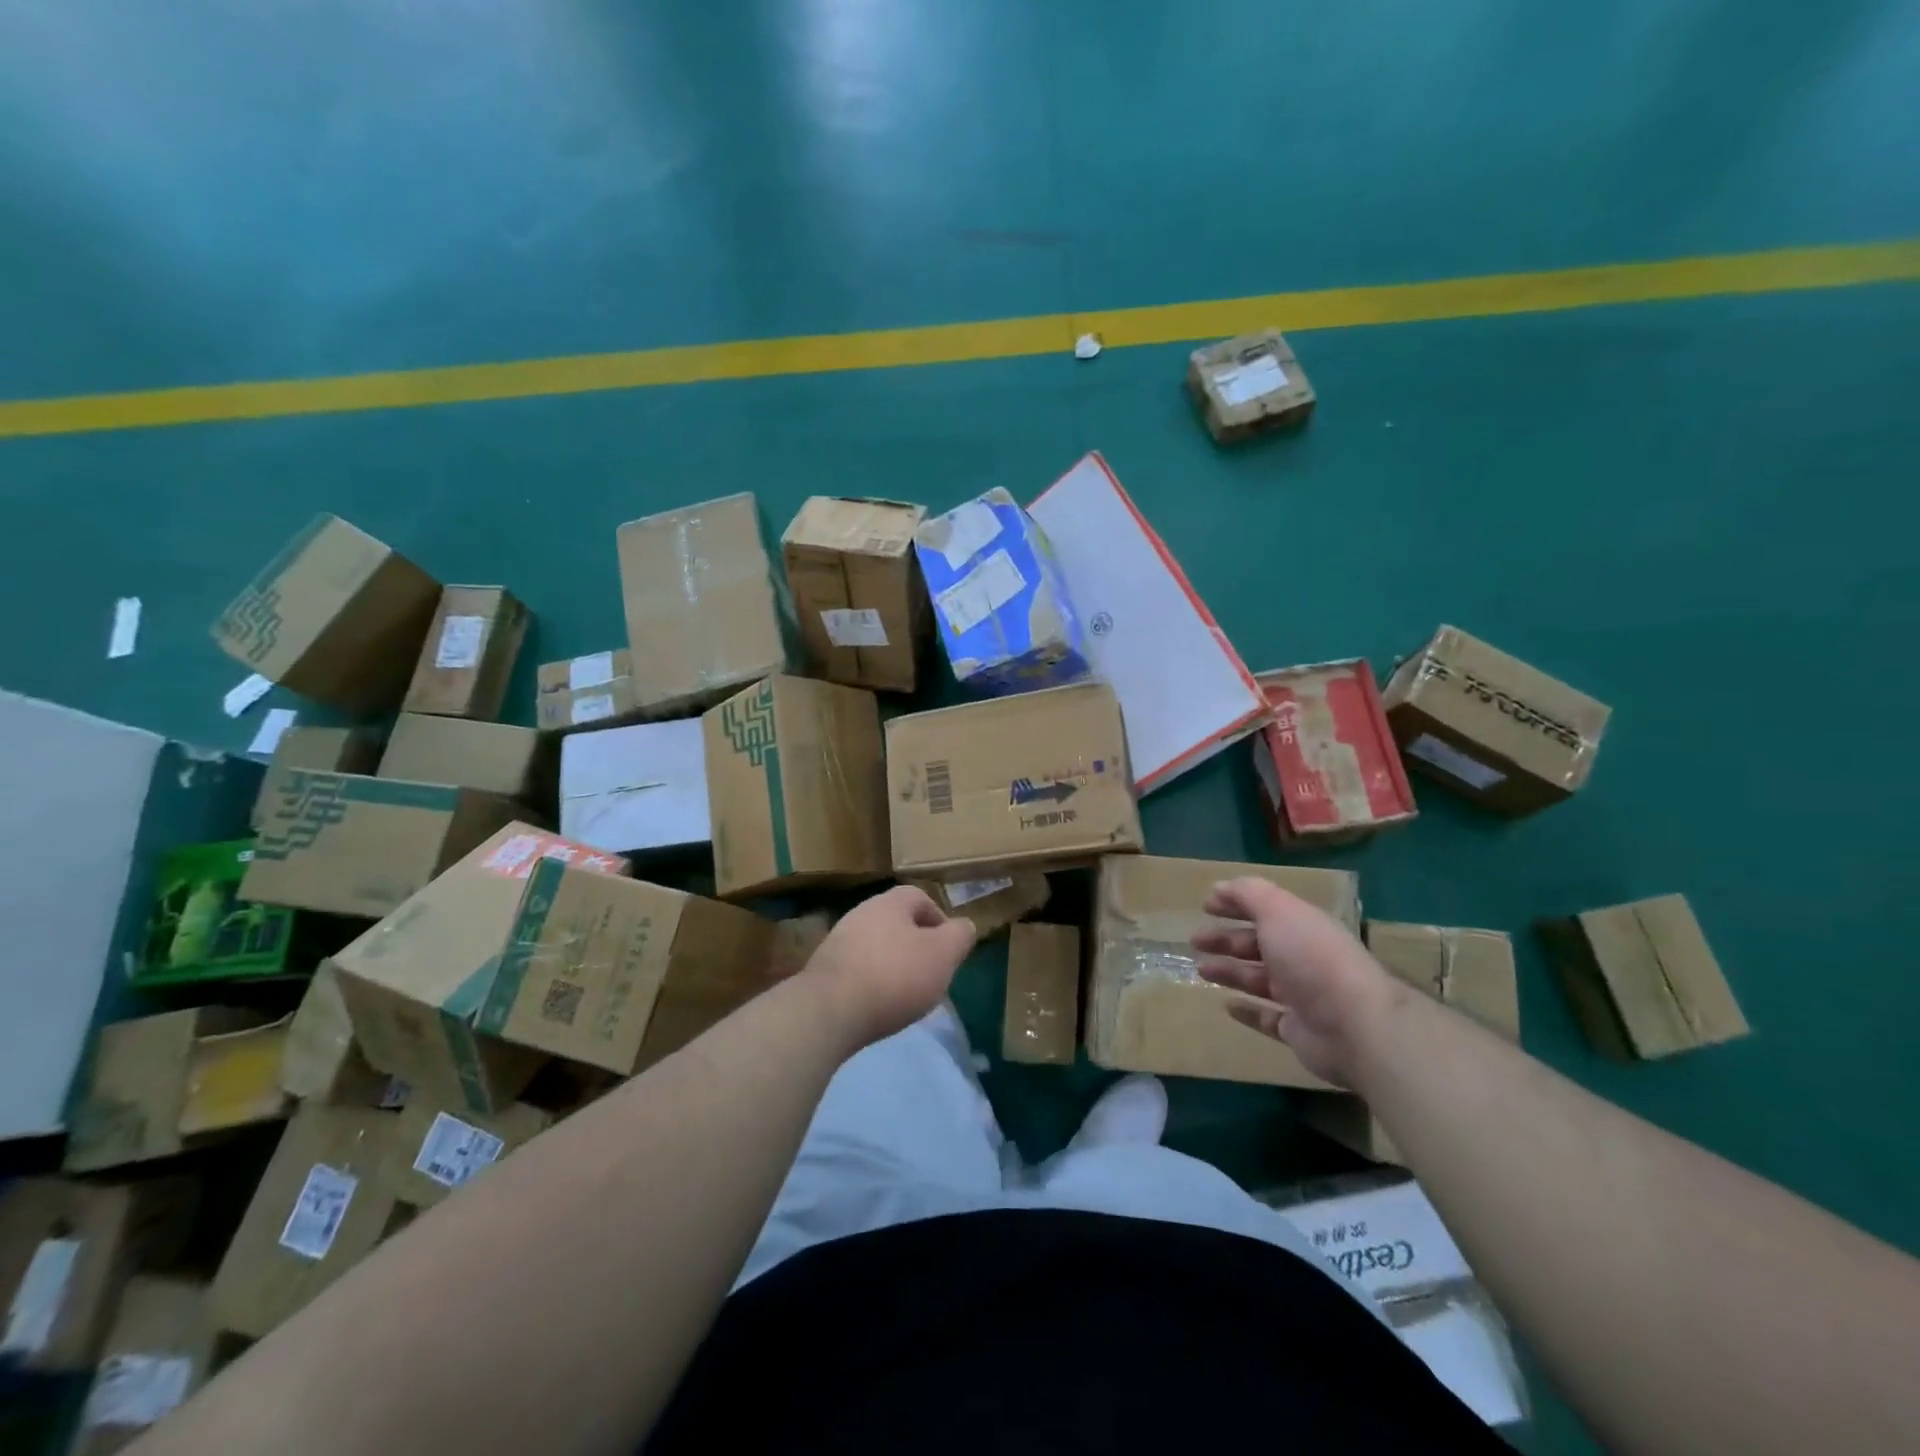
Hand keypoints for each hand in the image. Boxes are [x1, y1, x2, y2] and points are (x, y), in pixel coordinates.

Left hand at [806, 886, 976, 1047]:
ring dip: (893, 965)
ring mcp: (838, 940)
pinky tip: (878, 1005)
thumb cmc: (894, 976)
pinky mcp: (824, 969)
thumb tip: (964, 925)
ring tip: (906, 995)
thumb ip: (959, 936)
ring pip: (877, 946)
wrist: (829, 1011)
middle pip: (897, 923)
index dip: (939, 921)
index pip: (920, 898)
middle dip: (916, 946)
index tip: (948, 950)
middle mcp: (862, 912)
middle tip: (930, 974)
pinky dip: (872, 982)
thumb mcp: (943, 955)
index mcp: (891, 902)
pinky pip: (857, 969)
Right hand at [1190, 877, 1399, 1087]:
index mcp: (1300, 927)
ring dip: (1229, 971)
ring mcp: (1301, 996)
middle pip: (1257, 944)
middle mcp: (1302, 958)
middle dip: (1226, 939)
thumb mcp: (1278, 911)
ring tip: (1201, 969)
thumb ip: (1249, 894)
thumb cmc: (1312, 958)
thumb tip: (1220, 886)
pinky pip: (1267, 1018)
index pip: (1264, 909)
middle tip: (1196, 941)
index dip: (1235, 904)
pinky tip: (1226, 1006)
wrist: (1355, 1025)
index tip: (1205, 906)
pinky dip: (1247, 1011)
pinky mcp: (1298, 1030)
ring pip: (1257, 979)